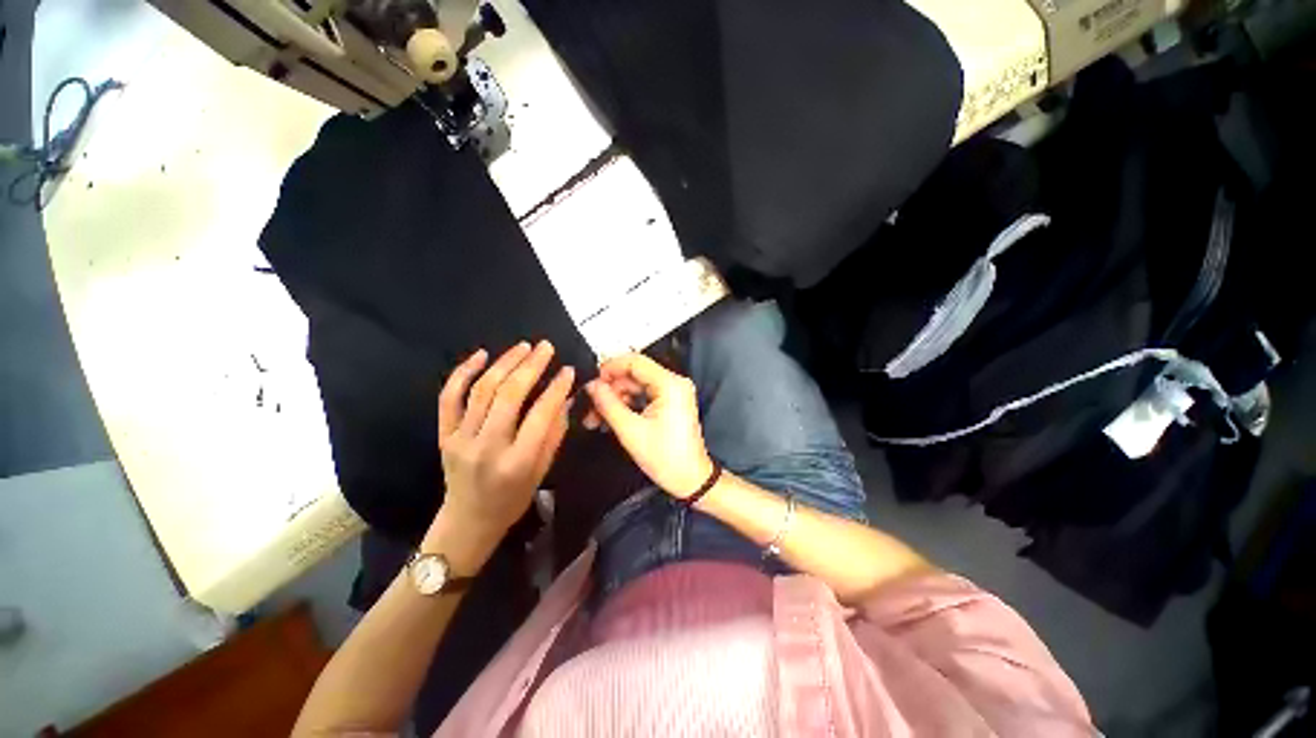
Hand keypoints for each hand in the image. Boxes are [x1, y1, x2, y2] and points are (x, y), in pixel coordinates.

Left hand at [431, 341, 574, 554]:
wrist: (467, 521)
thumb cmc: (512, 499)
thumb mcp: (542, 471)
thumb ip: (555, 433)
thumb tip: (566, 398)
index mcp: (516, 462)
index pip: (540, 415)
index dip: (556, 388)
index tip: (568, 370)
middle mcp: (486, 447)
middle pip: (508, 395)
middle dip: (530, 366)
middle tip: (546, 347)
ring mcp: (460, 439)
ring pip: (482, 390)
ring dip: (505, 363)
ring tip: (523, 346)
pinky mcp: (443, 434)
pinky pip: (449, 398)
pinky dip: (463, 373)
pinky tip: (481, 355)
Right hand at [585, 353, 714, 498]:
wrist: (690, 479)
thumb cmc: (665, 457)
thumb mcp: (631, 431)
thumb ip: (608, 404)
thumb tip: (591, 385)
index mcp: (670, 384)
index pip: (635, 361)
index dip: (609, 368)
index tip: (590, 382)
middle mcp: (673, 382)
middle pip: (633, 374)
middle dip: (609, 390)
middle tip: (589, 407)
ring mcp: (672, 392)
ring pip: (635, 386)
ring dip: (615, 400)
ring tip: (595, 419)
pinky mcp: (669, 402)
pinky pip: (642, 396)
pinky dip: (626, 405)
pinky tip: (609, 420)